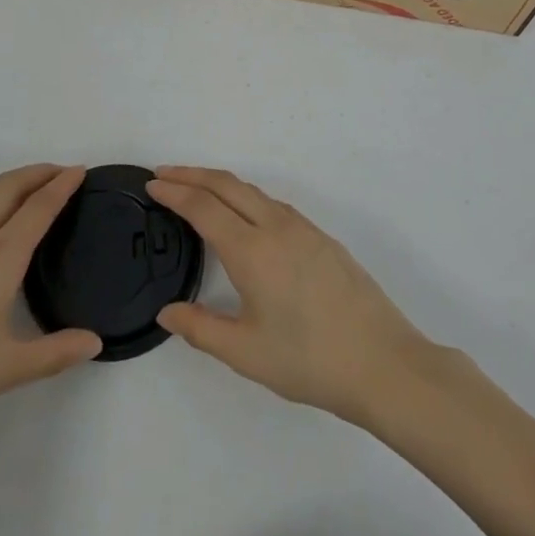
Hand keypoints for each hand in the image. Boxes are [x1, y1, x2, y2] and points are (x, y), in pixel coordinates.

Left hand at [0, 165, 100, 453]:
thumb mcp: (7, 370)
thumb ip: (55, 354)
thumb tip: (95, 342)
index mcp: (0, 259)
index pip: (39, 208)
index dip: (62, 185)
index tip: (80, 170)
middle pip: (8, 187)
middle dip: (37, 172)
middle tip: (59, 173)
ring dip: (1, 182)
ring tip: (17, 192)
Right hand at [147, 167, 441, 426]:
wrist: (382, 362)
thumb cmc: (309, 360)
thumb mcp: (246, 353)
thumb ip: (200, 328)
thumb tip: (166, 312)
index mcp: (252, 250)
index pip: (203, 207)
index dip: (174, 191)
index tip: (151, 184)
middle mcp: (275, 226)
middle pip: (226, 184)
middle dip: (191, 174)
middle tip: (164, 173)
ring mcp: (303, 228)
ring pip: (252, 190)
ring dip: (219, 182)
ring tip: (196, 189)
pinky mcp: (321, 237)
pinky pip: (272, 203)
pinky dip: (244, 196)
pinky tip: (242, 215)